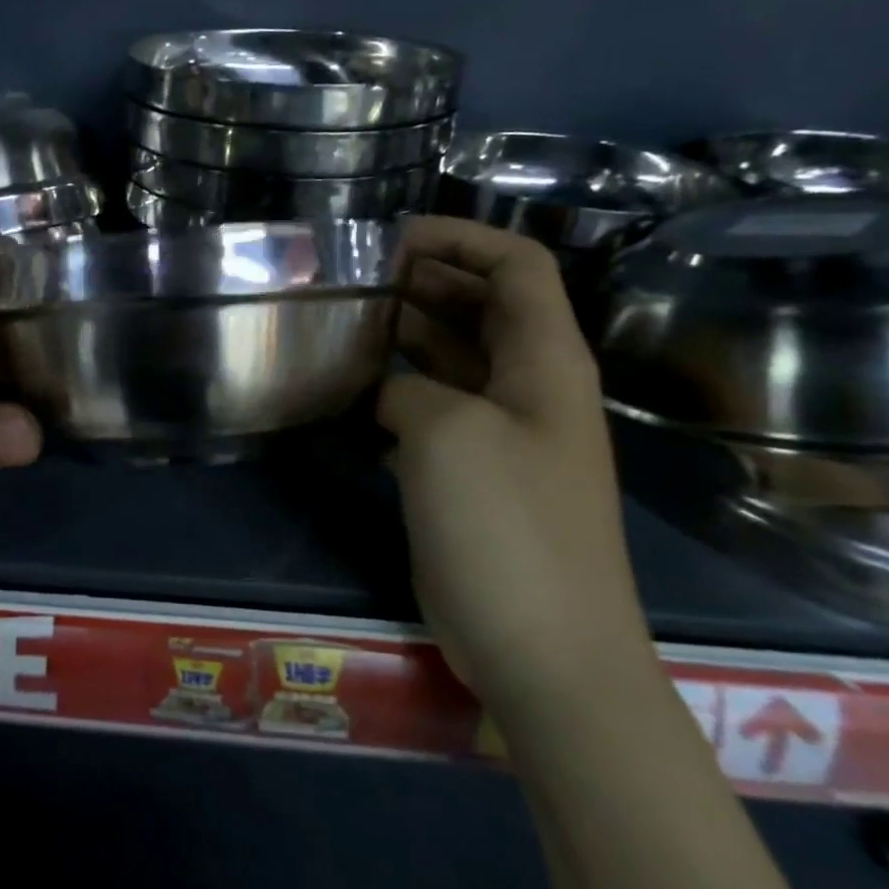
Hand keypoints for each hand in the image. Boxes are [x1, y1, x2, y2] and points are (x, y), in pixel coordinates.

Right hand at [377, 217, 651, 713]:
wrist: (542, 649)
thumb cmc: (506, 525)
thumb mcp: (447, 432)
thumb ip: (408, 387)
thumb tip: (388, 394)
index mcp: (546, 362)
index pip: (517, 267)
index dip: (462, 239)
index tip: (393, 239)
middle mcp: (529, 387)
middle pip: (481, 308)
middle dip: (423, 283)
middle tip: (354, 280)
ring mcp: (499, 434)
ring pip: (451, 359)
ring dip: (403, 336)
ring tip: (341, 325)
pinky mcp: (470, 474)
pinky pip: (431, 410)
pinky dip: (394, 391)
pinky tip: (349, 392)